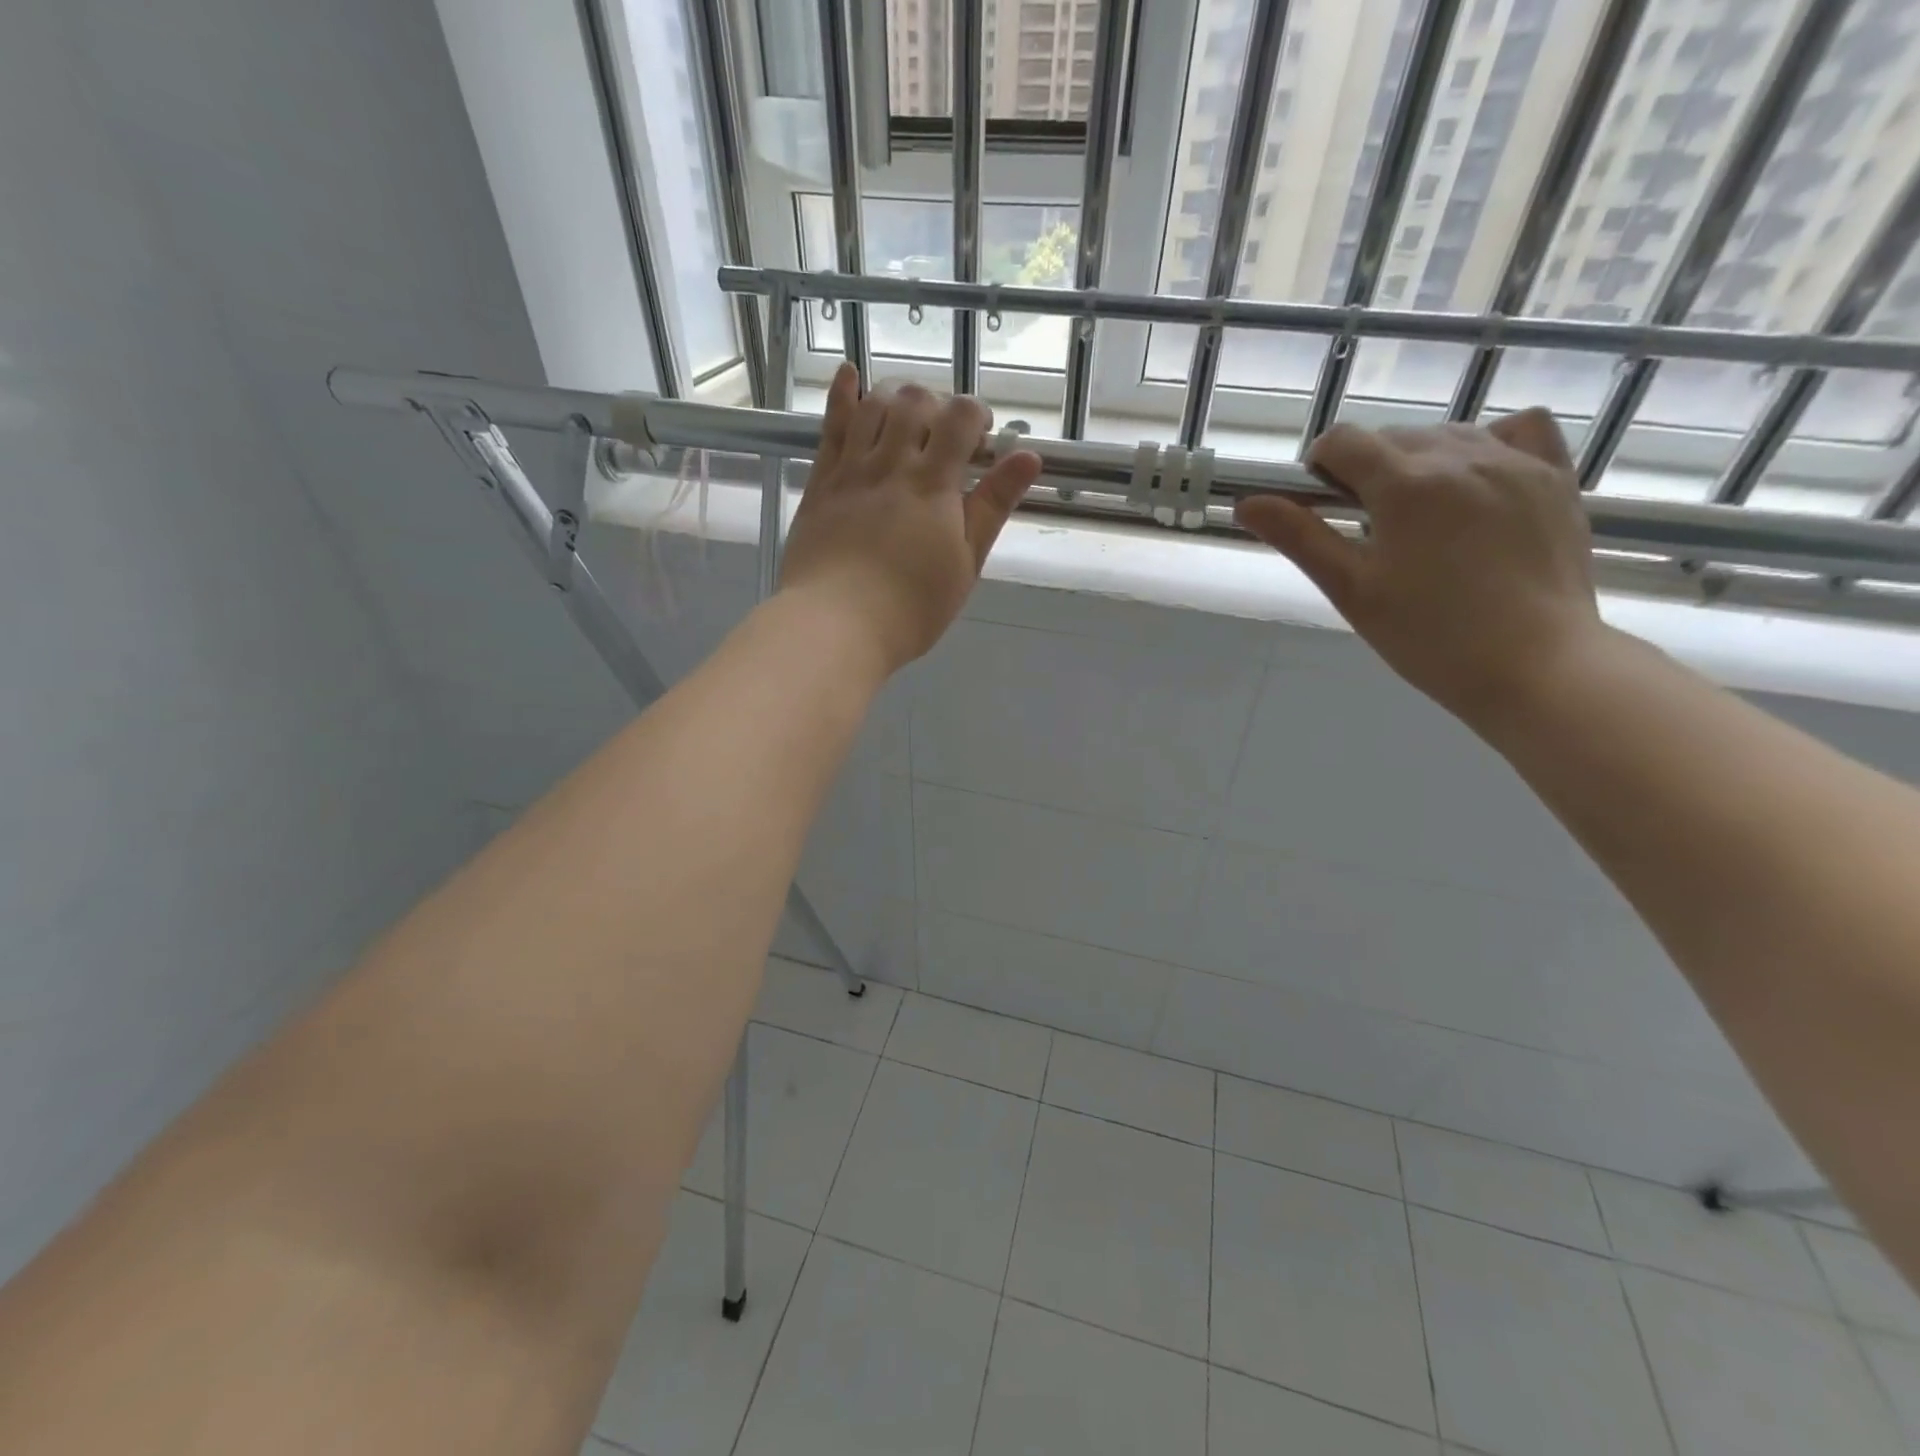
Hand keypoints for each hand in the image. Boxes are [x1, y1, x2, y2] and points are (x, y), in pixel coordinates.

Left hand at [780, 364, 1042, 673]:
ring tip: (910, 415)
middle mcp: (891, 463)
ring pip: (874, 404)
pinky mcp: (821, 481)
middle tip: (946, 436)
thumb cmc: (911, 607)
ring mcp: (851, 469)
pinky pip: (831, 425)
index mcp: (933, 484)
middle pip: (917, 401)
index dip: (977, 415)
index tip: (983, 438)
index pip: (961, 417)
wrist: (835, 624)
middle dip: (939, 405)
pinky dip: (843, 394)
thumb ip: (993, 506)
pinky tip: (850, 374)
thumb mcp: (965, 564)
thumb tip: (1029, 456)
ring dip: (899, 396)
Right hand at [1235, 408, 1605, 724]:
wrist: (1535, 665)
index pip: (1343, 441)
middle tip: (1368, 528)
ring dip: (1419, 460)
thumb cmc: (1428, 636)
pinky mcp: (1556, 477)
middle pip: (1392, 436)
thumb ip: (1300, 538)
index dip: (1320, 467)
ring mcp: (1516, 462)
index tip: (1321, 505)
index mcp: (1405, 484)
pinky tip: (1478, 480)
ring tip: (1420, 516)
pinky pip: (1517, 430)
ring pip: (1448, 433)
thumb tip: (1247, 503)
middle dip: (1367, 468)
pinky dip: (1488, 443)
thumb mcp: (1351, 589)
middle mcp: (1461, 455)